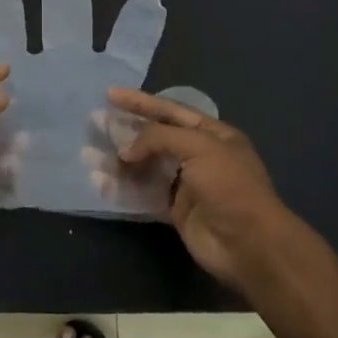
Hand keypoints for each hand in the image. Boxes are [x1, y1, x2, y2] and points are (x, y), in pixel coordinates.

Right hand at [107, 87, 295, 290]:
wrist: (248, 243)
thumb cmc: (229, 186)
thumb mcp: (199, 147)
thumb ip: (159, 138)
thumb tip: (125, 150)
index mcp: (213, 134)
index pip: (171, 110)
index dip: (141, 102)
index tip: (111, 94)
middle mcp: (198, 156)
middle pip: (154, 137)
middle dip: (125, 130)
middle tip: (94, 122)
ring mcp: (186, 184)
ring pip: (145, 166)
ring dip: (118, 160)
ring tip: (89, 154)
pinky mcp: (175, 211)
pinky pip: (143, 194)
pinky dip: (122, 188)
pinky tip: (100, 183)